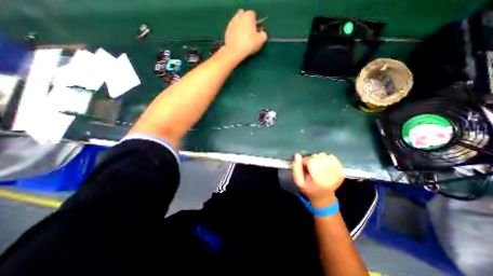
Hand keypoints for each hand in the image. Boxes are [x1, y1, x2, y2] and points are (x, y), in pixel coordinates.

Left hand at [225, 8, 267, 59]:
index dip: (255, 23)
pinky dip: (235, 34)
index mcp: (248, 16)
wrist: (235, 51)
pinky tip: (238, 42)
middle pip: (244, 17)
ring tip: (243, 39)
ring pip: (238, 23)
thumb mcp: (261, 41)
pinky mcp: (227, 30)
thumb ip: (263, 34)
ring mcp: (232, 23)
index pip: (253, 15)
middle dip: (247, 23)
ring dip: (241, 28)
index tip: (256, 32)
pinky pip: (233, 30)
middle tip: (249, 34)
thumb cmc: (249, 44)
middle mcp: (239, 16)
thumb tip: (262, 33)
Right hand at [294, 153, 342, 206]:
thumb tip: (297, 155)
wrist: (323, 196)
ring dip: (319, 157)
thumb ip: (296, 168)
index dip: (305, 160)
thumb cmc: (308, 188)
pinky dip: (326, 158)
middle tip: (309, 165)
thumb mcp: (298, 181)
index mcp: (318, 179)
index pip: (311, 161)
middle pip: (319, 157)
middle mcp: (330, 176)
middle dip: (312, 158)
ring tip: (316, 165)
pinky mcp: (341, 171)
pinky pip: (333, 158)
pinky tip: (323, 163)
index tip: (303, 165)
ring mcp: (337, 173)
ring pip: (326, 156)